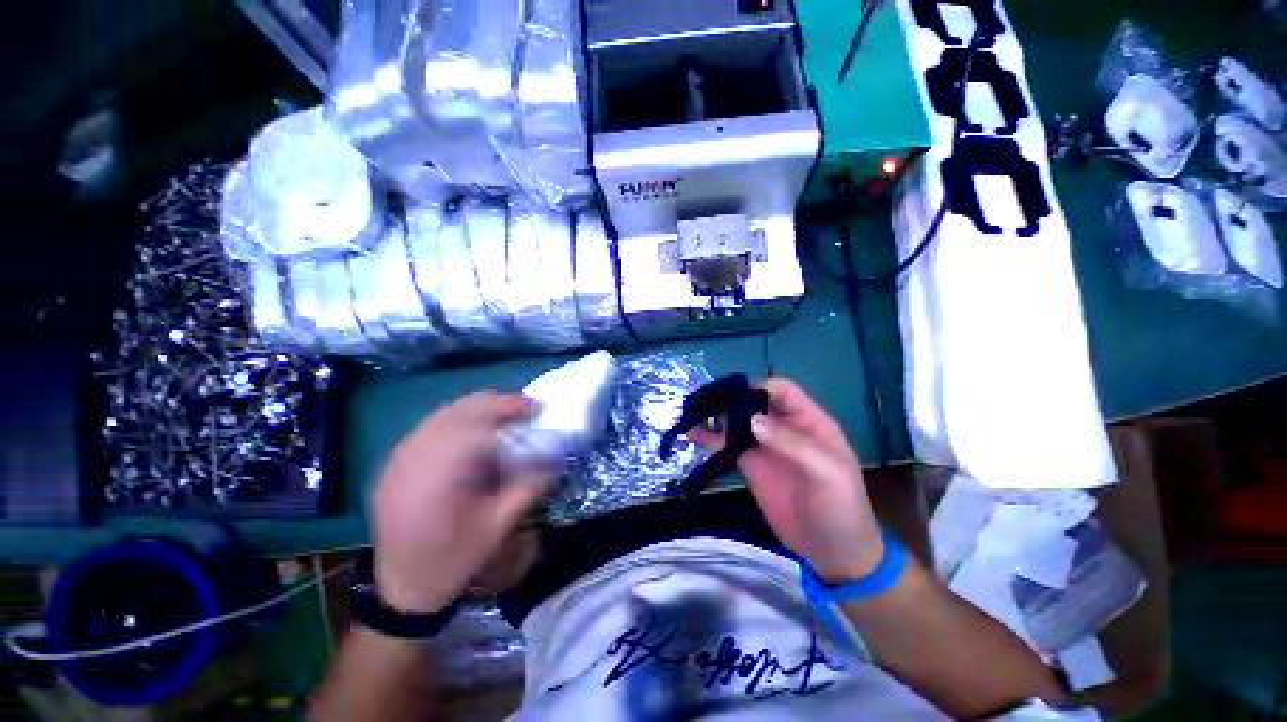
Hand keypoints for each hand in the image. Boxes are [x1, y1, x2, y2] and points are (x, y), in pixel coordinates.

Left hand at [372, 392, 552, 612]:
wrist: (402, 589)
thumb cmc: (453, 561)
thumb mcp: (499, 527)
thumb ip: (528, 486)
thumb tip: (554, 455)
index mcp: (439, 478)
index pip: (480, 426)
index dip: (512, 411)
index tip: (538, 409)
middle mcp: (414, 459)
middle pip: (458, 410)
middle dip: (497, 402)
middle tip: (525, 407)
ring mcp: (398, 459)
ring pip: (443, 413)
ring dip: (478, 407)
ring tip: (506, 414)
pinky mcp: (394, 464)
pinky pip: (429, 427)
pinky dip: (458, 418)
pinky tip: (475, 430)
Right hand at [692, 379, 882, 582]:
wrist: (833, 553)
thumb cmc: (840, 508)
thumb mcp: (827, 473)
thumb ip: (792, 444)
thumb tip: (752, 420)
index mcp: (809, 422)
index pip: (782, 391)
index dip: (759, 388)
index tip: (734, 397)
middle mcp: (783, 428)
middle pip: (754, 402)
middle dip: (731, 399)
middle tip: (704, 403)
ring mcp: (764, 447)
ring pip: (738, 422)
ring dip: (716, 416)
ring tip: (691, 414)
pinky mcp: (750, 466)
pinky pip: (728, 446)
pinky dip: (710, 439)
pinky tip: (692, 434)